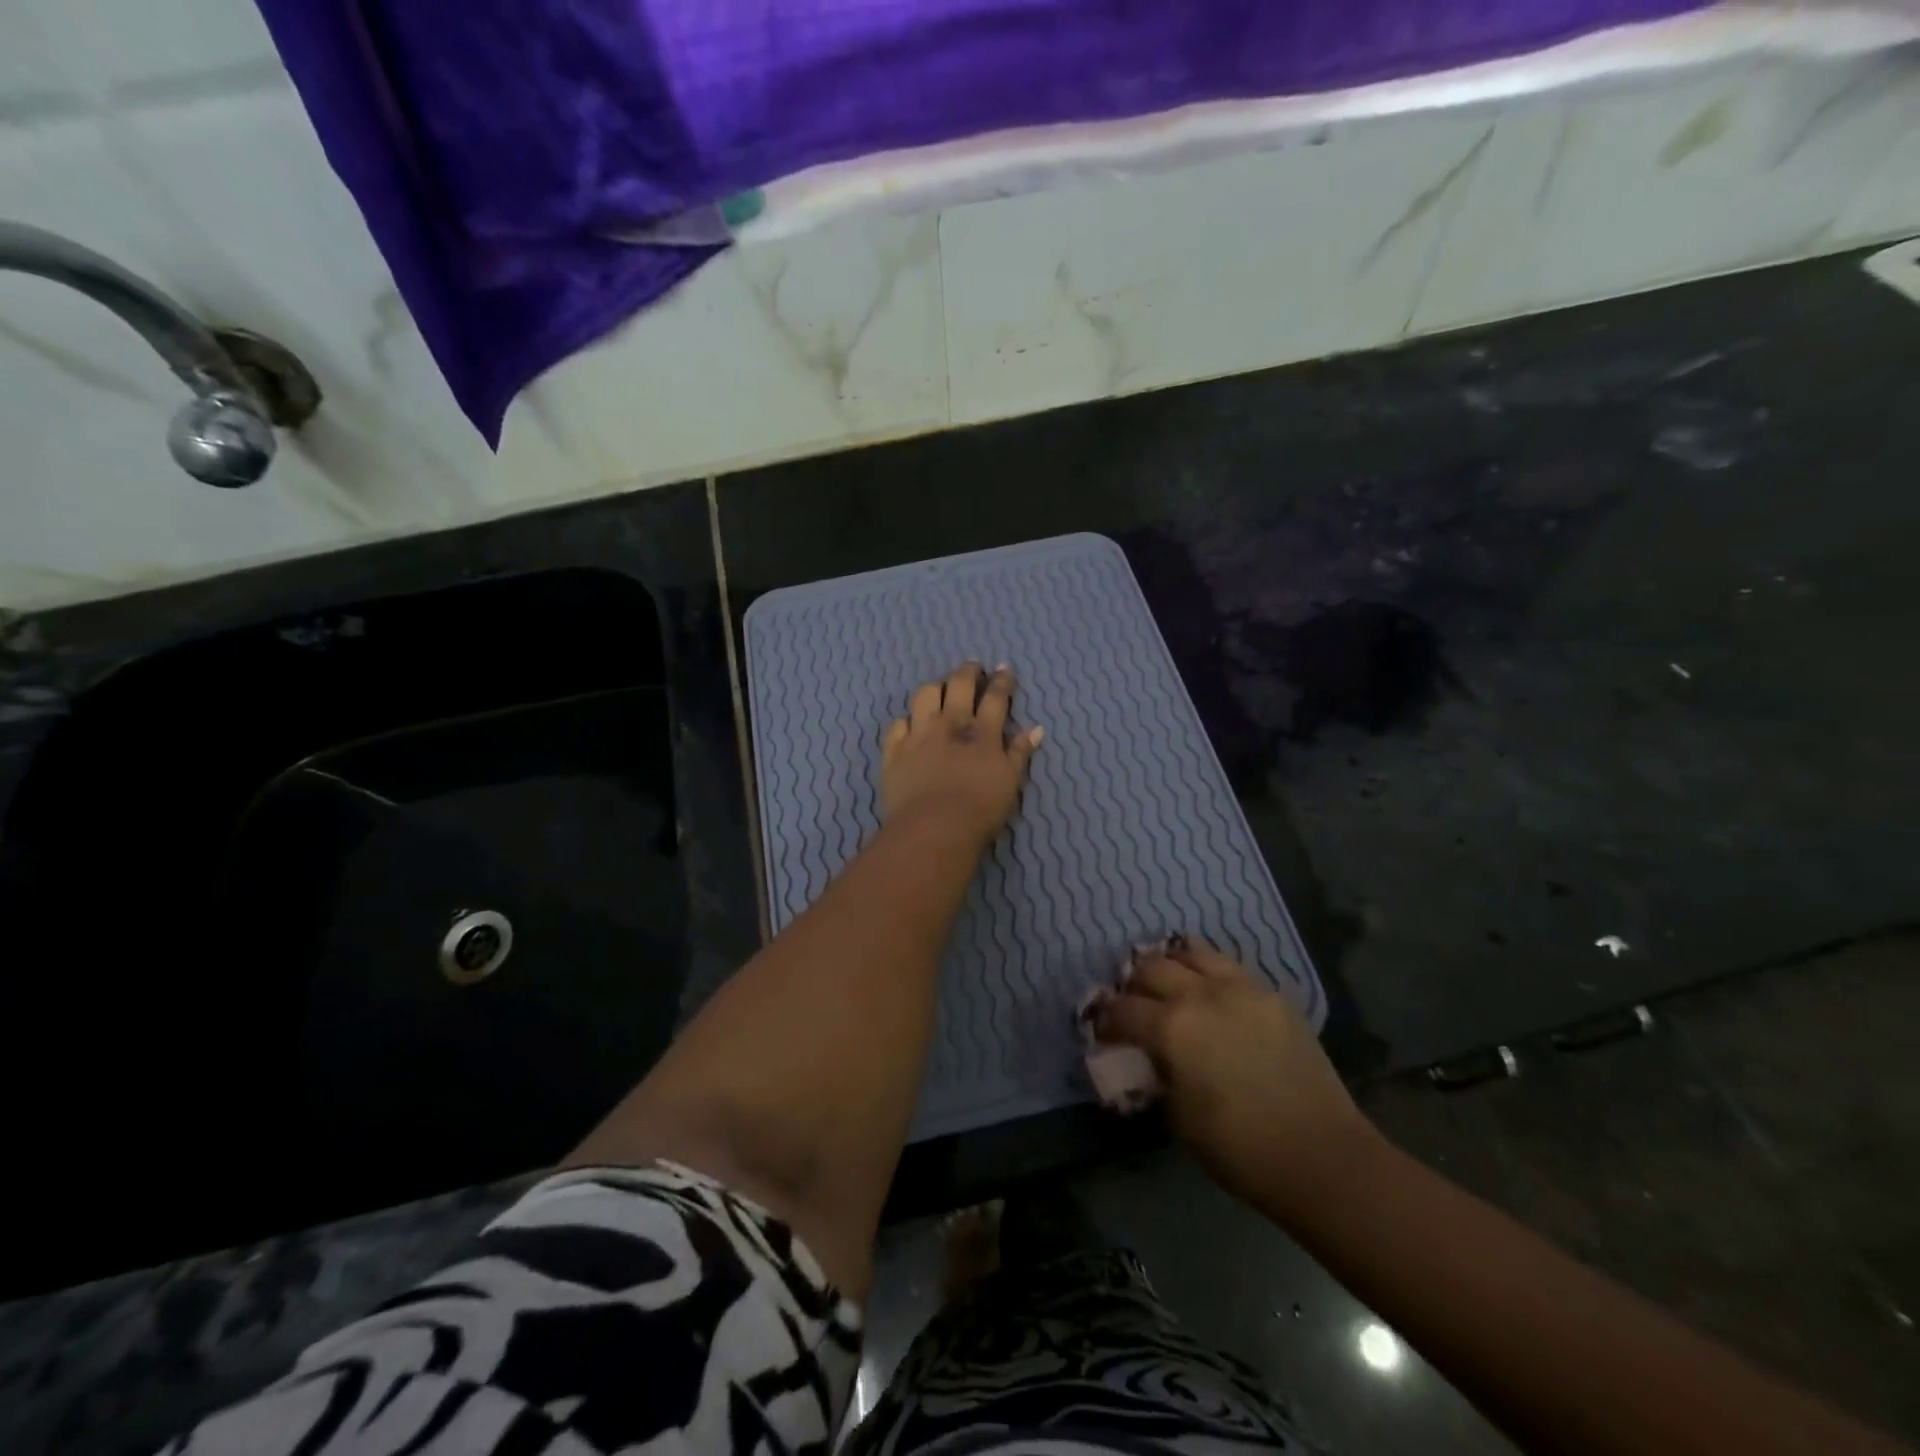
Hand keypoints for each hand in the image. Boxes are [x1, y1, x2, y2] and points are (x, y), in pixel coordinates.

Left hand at [882, 662, 1042, 845]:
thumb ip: (1020, 753)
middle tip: (973, 667)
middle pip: (958, 685)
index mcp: (982, 733)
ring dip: (935, 687)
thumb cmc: (980, 810)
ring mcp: (918, 735)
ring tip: (940, 688)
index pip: (995, 697)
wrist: (933, 829)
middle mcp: (950, 725)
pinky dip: (906, 721)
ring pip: (925, 695)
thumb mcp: (1010, 783)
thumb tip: (1036, 729)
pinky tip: (910, 724)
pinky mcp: (894, 751)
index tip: (1004, 669)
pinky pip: (897, 724)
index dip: (1001, 680)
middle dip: (968, 672)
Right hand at [1093, 936, 1380, 1219]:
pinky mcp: (1271, 995)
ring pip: (1191, 952)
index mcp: (1171, 1027)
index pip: (1121, 1009)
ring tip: (1170, 984)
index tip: (1103, 1031)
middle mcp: (1201, 995)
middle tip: (1134, 1004)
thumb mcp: (1178, 1117)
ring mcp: (1240, 988)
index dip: (1105, 1020)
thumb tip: (1149, 1056)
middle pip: (1151, 967)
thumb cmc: (1239, 1148)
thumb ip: (1156, 1074)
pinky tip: (1211, 994)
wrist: (1321, 1155)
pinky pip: (1229, 968)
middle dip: (1133, 984)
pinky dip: (1208, 973)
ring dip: (1171, 965)